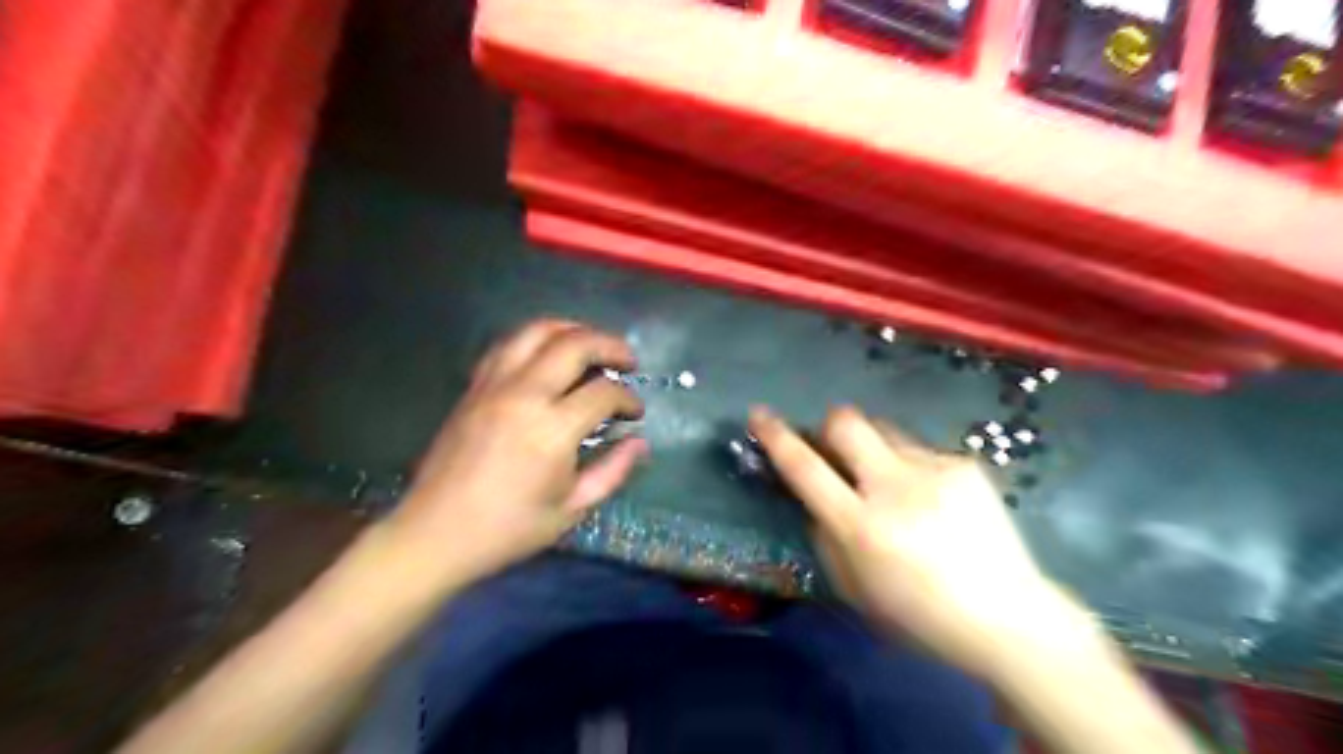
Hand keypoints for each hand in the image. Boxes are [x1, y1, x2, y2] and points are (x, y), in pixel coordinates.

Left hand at [382, 319, 651, 589]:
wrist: (434, 534)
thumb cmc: (508, 529)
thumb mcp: (571, 509)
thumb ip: (612, 471)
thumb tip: (640, 443)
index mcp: (551, 430)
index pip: (604, 393)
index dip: (628, 399)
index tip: (635, 413)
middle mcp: (524, 395)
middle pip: (575, 344)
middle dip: (611, 346)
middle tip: (628, 361)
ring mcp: (494, 385)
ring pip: (537, 331)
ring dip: (573, 329)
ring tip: (592, 344)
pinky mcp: (473, 387)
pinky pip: (508, 345)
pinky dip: (536, 339)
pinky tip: (548, 354)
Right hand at [752, 405, 1095, 677]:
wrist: (1008, 616)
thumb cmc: (920, 615)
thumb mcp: (854, 588)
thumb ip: (826, 538)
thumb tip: (816, 500)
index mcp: (861, 526)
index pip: (805, 468)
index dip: (776, 437)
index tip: (759, 414)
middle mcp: (894, 487)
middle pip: (846, 422)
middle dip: (829, 426)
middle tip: (835, 448)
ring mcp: (934, 471)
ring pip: (885, 430)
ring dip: (874, 449)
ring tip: (894, 484)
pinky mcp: (965, 465)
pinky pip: (921, 451)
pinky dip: (913, 469)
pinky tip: (935, 501)